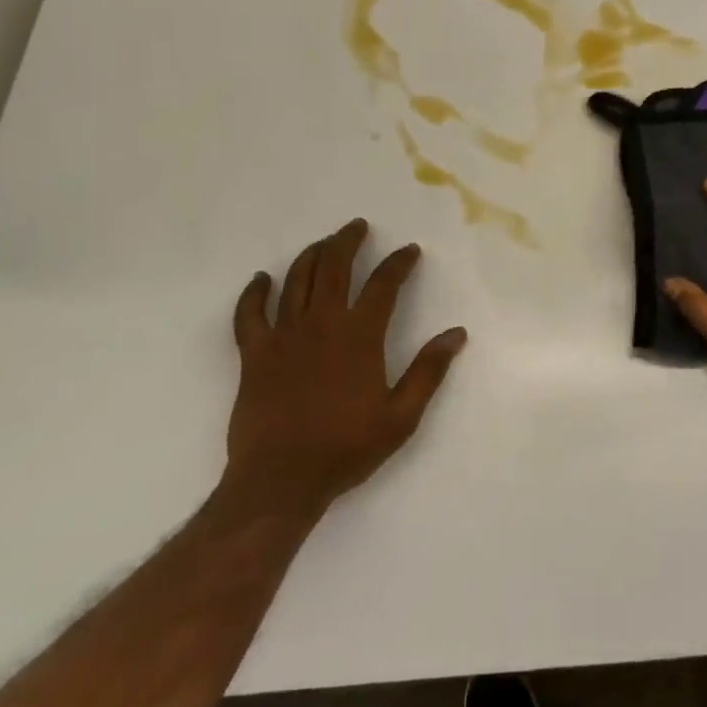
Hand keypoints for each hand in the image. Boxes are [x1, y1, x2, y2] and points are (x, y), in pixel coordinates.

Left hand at [222, 219, 466, 521]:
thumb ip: (428, 371)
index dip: (399, 263)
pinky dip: (254, 293)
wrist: (281, 480)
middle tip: (357, 226)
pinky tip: (260, 280)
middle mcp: (322, 324)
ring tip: (323, 243)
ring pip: (297, 280)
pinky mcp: (254, 354)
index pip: (384, 284)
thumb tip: (456, 334)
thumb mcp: (401, 416)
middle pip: (335, 267)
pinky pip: (249, 313)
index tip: (409, 251)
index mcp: (360, 336)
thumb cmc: (345, 449)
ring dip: (311, 255)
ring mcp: (284, 336)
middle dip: (348, 241)